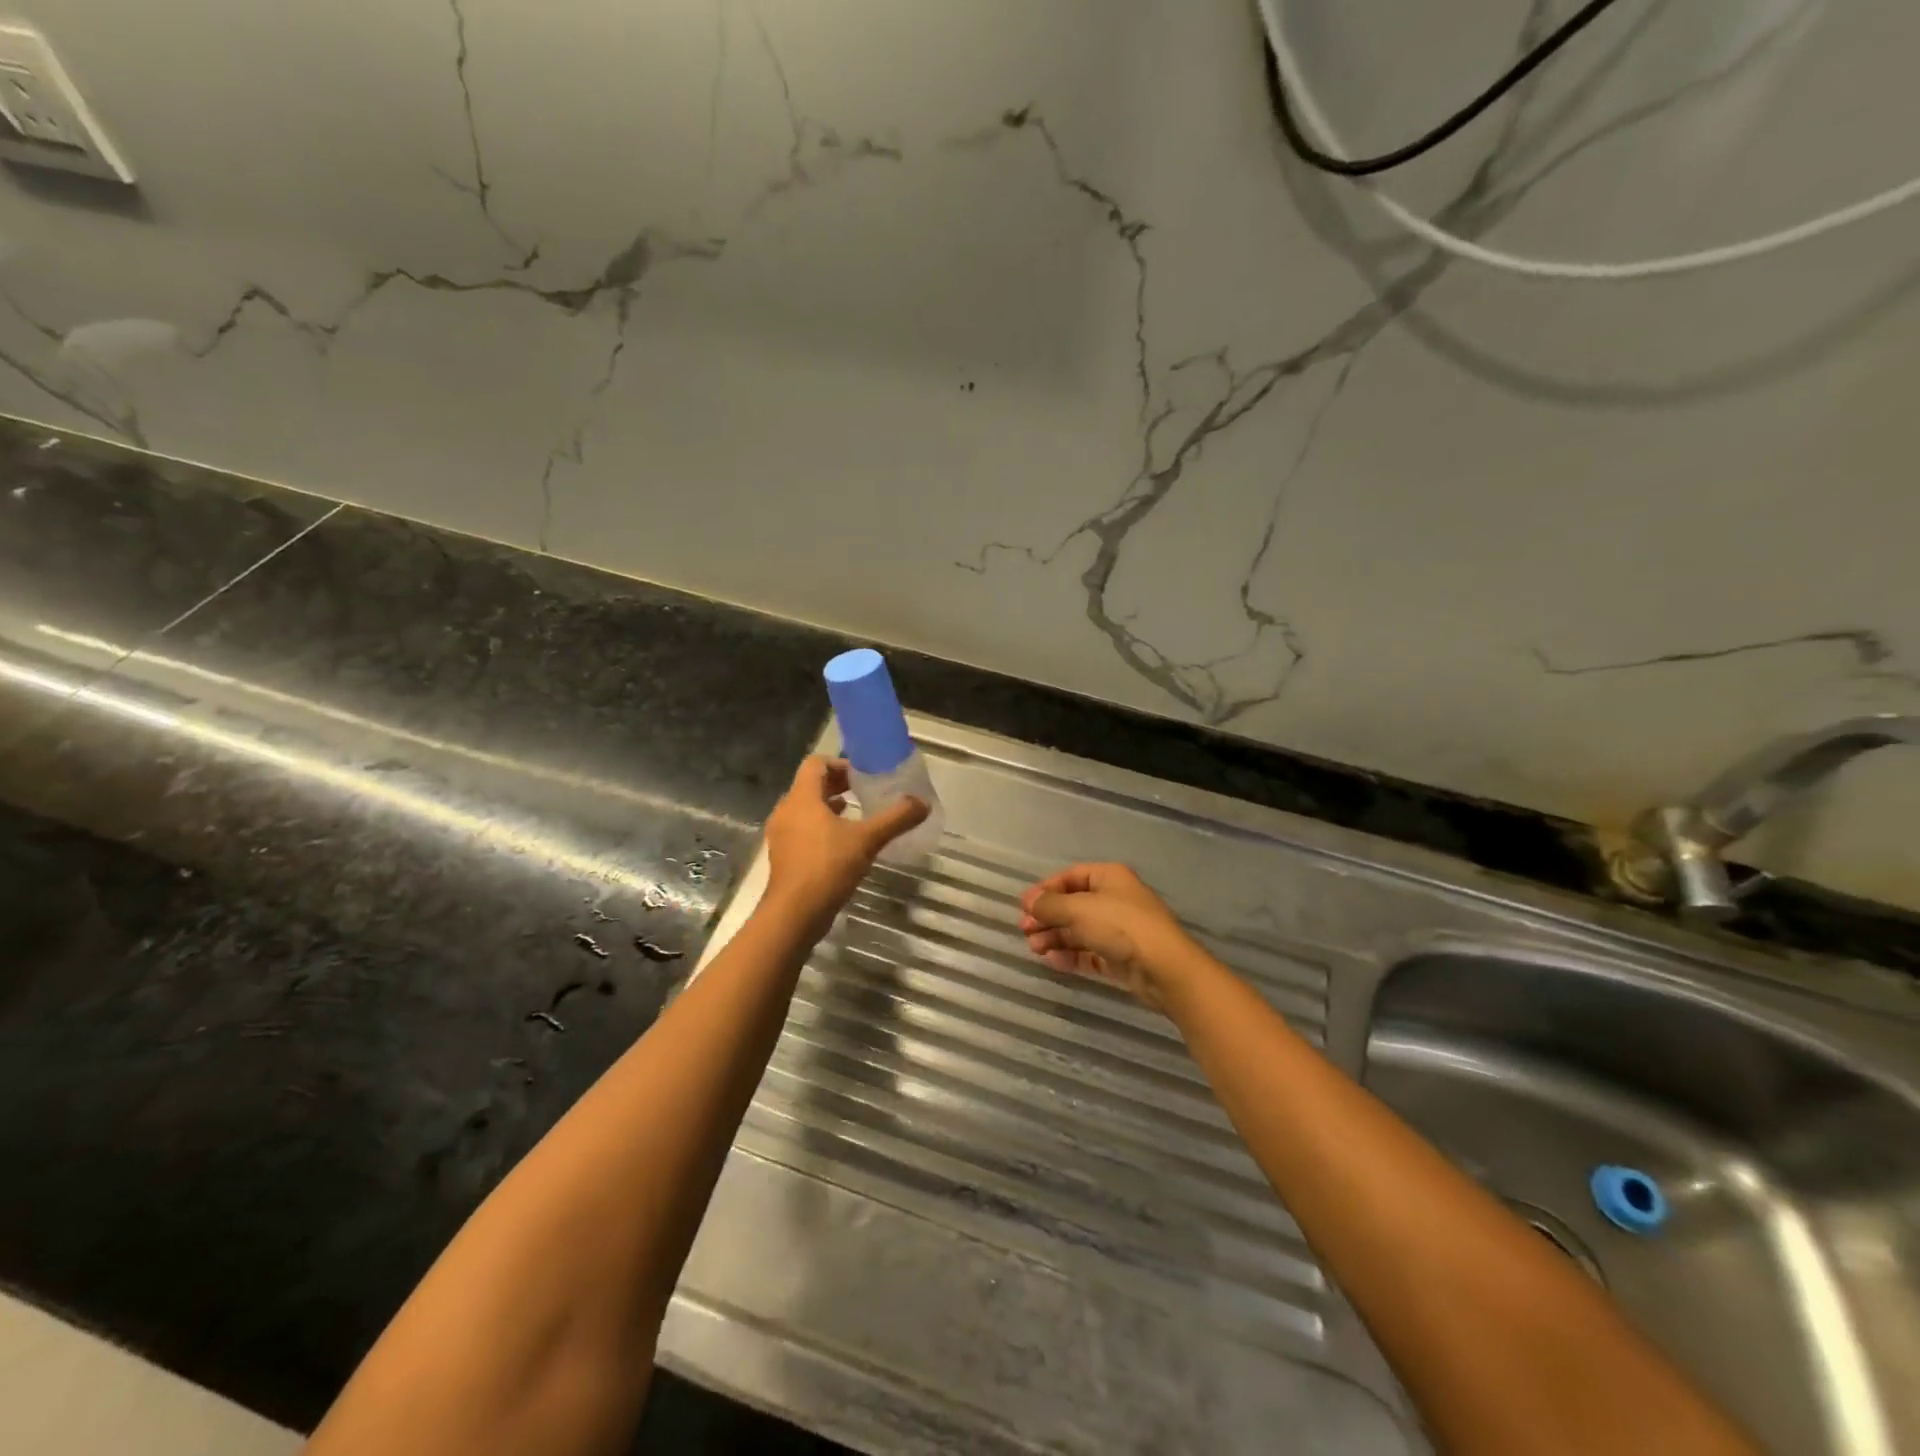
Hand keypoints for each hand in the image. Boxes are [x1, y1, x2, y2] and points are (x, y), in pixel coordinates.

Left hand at [763, 756, 928, 926]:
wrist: (795, 913)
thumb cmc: (827, 866)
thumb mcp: (867, 840)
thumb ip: (896, 819)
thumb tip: (923, 803)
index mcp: (802, 798)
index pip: (816, 764)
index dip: (839, 763)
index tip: (862, 774)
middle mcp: (786, 810)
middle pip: (810, 785)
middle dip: (837, 784)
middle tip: (864, 790)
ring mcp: (781, 834)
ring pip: (805, 808)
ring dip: (828, 806)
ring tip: (856, 812)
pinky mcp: (784, 855)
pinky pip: (802, 829)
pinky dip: (821, 826)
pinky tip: (843, 841)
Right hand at [1018, 863, 1198, 1010]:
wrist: (1164, 968)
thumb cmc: (1120, 926)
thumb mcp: (1078, 909)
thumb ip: (1050, 905)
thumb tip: (1029, 901)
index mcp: (1109, 877)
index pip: (1070, 876)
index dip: (1046, 889)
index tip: (1024, 906)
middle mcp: (1114, 899)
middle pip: (1073, 904)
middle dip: (1047, 916)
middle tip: (1024, 930)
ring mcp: (1118, 929)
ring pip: (1079, 929)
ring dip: (1055, 937)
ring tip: (1034, 948)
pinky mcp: (1120, 956)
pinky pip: (1089, 952)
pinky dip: (1070, 954)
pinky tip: (1053, 961)